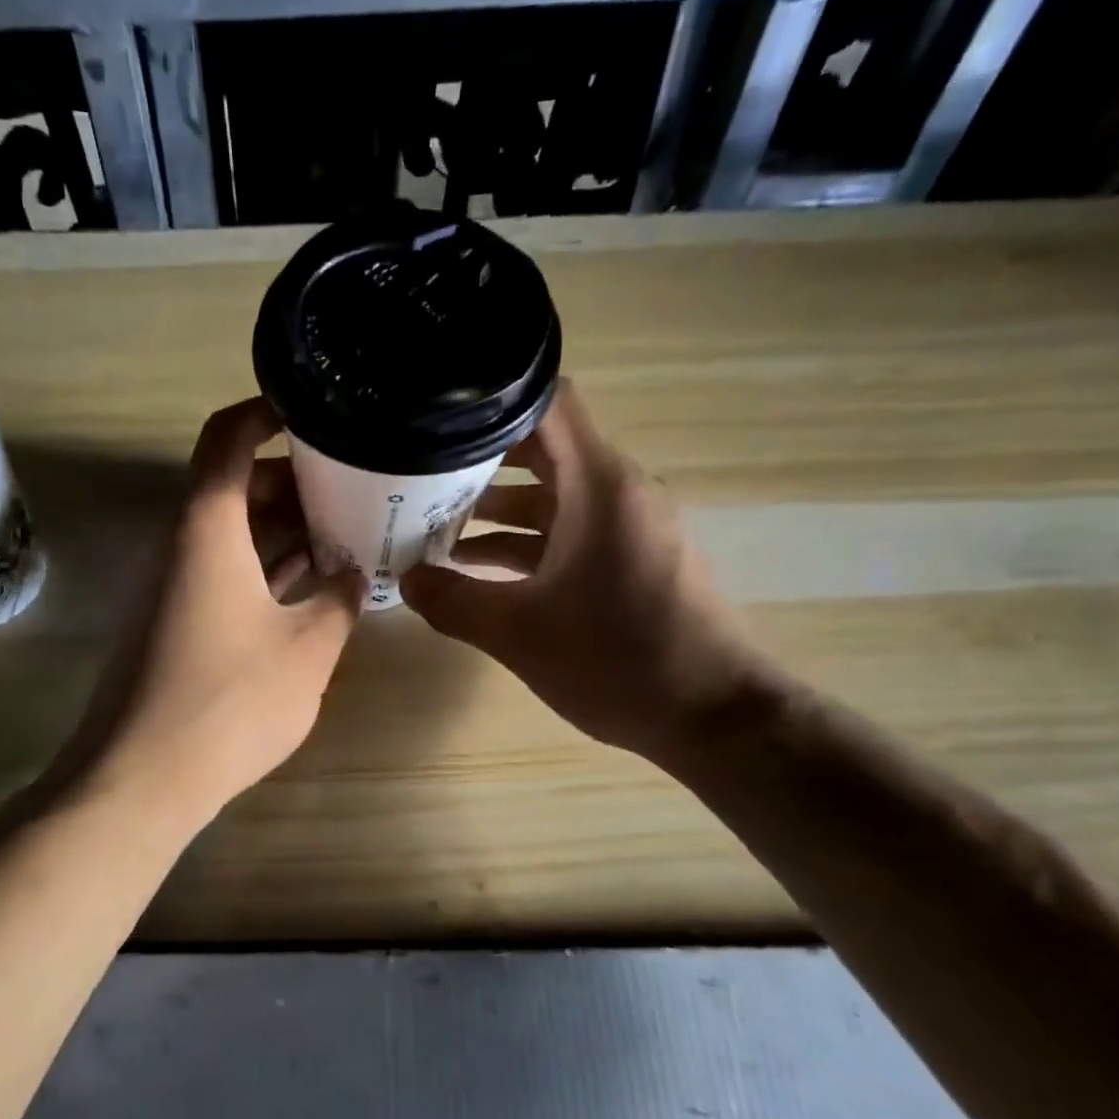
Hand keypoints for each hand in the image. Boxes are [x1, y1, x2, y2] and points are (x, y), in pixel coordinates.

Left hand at [61, 399, 362, 826]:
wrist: (141, 779)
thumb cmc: (229, 703)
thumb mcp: (307, 649)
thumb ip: (338, 599)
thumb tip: (351, 571)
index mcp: (206, 530)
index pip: (226, 438)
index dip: (266, 413)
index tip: (315, 413)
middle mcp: (181, 545)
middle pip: (233, 485)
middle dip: (293, 480)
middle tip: (352, 486)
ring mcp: (173, 586)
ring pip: (231, 533)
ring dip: (283, 528)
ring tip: (344, 531)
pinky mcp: (174, 622)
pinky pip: (223, 573)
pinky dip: (264, 568)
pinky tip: (310, 584)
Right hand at [400, 380, 776, 762]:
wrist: (711, 717)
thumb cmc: (616, 660)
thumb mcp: (517, 633)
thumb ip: (453, 601)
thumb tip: (407, 582)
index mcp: (599, 486)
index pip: (548, 403)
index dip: (491, 401)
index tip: (438, 417)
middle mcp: (619, 492)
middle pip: (542, 450)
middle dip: (479, 462)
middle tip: (419, 477)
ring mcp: (629, 527)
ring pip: (553, 497)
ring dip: (497, 510)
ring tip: (433, 528)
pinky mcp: (632, 560)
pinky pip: (570, 532)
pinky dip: (526, 543)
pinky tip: (478, 570)